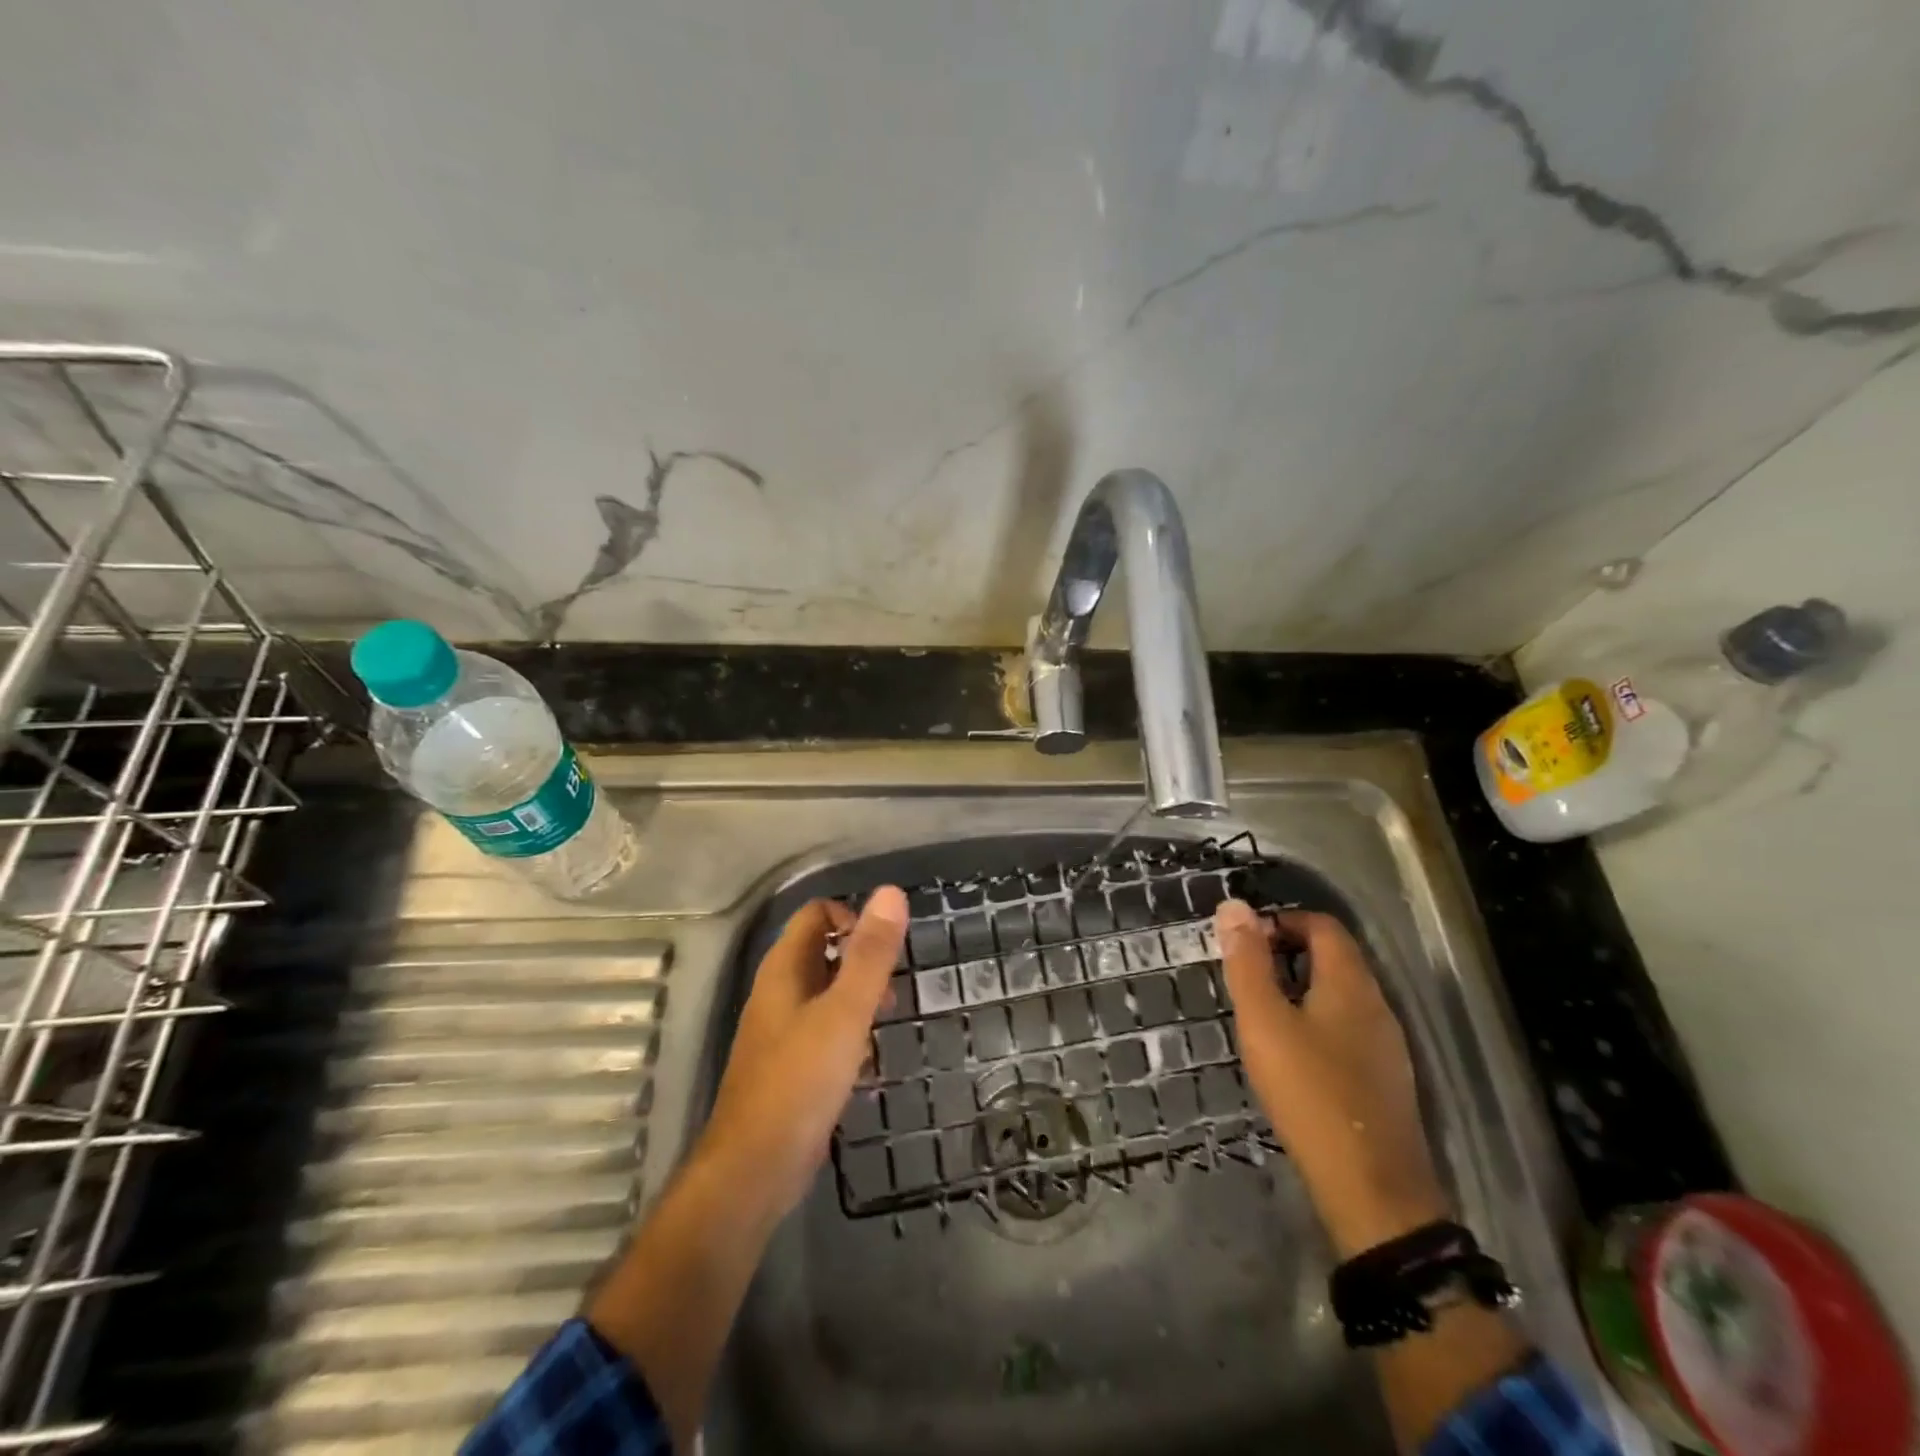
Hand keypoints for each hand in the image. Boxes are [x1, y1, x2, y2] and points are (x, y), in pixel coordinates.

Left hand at [694, 886, 908, 1224]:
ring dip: (857, 998)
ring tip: (887, 1020)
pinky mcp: (788, 1068)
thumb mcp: (844, 1012)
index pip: (816, 915)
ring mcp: (779, 1032)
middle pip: (821, 952)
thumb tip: (890, 892)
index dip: (852, 919)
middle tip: (892, 990)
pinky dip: (848, 1033)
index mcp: (784, 969)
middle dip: (861, 961)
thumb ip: (869, 954)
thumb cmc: (800, 1082)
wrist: (753, 1171)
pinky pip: (822, 1031)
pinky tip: (867, 1063)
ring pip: (824, 994)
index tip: (885, 951)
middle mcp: (777, 993)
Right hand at [1215, 899, 1448, 1257]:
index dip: (1282, 922)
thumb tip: (1234, 907)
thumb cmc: (1309, 1092)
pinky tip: (1293, 1056)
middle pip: (1335, 957)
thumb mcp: (1264, 1022)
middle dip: (1287, 953)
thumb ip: (1247, 964)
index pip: (1322, 925)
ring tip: (1261, 1015)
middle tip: (1246, 977)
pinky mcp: (1384, 1078)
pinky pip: (1348, 1028)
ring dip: (1301, 989)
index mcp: (1350, 983)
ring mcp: (1386, 1044)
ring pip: (1341, 995)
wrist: (1371, 1189)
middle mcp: (1376, 1004)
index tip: (1244, 943)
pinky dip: (1316, 1021)